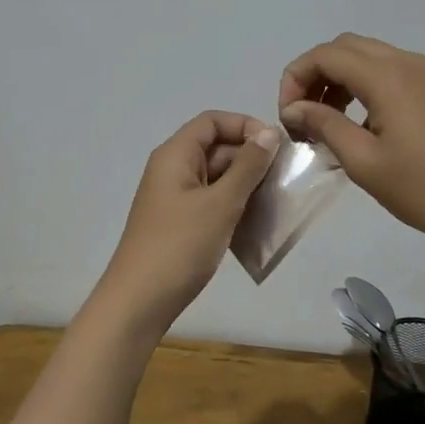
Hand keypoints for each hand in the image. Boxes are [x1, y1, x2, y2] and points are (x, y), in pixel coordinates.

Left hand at [92, 111, 282, 335]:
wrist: (139, 302)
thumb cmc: (179, 246)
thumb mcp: (220, 203)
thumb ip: (247, 166)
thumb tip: (269, 132)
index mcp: (175, 155)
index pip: (212, 121)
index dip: (245, 125)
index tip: (276, 146)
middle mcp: (172, 170)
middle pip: (216, 148)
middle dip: (251, 159)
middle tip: (284, 179)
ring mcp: (175, 198)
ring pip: (217, 178)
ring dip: (246, 186)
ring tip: (276, 202)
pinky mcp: (180, 223)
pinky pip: (212, 202)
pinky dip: (234, 207)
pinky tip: (257, 224)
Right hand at [278, 34, 424, 253]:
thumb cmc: (423, 189)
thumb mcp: (363, 161)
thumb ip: (324, 125)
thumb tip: (294, 108)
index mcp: (388, 77)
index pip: (326, 55)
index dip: (296, 78)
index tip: (287, 116)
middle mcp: (407, 63)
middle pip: (345, 48)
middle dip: (315, 74)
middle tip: (302, 115)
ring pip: (367, 57)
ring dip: (338, 79)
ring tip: (324, 122)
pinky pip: (388, 72)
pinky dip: (362, 86)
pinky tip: (358, 124)